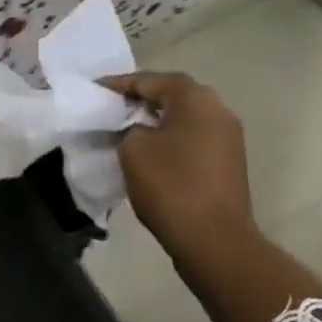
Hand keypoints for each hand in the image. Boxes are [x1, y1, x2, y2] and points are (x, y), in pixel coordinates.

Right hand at [101, 70, 321, 321]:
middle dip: (139, 99)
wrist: (215, 241)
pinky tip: (148, 151)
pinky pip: (192, 137)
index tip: (93, 90)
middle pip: (171, 94)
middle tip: (109, 107)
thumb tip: (136, 130)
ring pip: (183, 117)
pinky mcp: (228, 161)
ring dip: (154, 119)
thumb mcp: (133, 150)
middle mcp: (217, 109)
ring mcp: (227, 136)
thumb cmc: (171, 187)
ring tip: (124, 128)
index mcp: (195, 98)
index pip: (149, 80)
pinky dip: (169, 138)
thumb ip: (128, 128)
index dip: (117, 85)